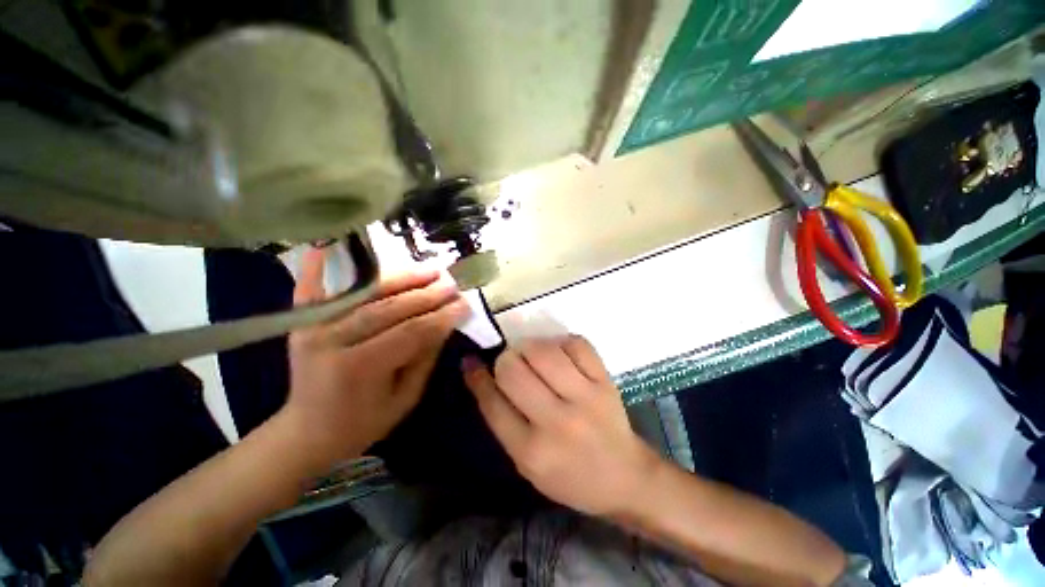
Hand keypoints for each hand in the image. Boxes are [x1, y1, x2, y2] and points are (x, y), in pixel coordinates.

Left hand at [281, 247, 470, 466]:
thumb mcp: (405, 399)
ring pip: (365, 293)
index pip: (411, 332)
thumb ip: (425, 358)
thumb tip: (445, 323)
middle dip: (427, 294)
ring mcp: (312, 326)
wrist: (306, 430)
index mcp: (359, 368)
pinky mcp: (302, 320)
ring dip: (401, 277)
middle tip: (452, 283)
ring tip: (430, 269)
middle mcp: (331, 340)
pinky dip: (328, 264)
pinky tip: (341, 244)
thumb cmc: (362, 423)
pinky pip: (316, 286)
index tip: (464, 304)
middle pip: (388, 308)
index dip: (441, 317)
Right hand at [463, 336, 660, 516]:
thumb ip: (503, 421)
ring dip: (529, 346)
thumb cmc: (570, 476)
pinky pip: (576, 343)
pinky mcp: (605, 381)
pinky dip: (560, 342)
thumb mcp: (527, 464)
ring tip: (531, 354)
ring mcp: (585, 398)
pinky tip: (558, 352)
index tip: (470, 361)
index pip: (492, 403)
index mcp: (532, 452)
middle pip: (514, 371)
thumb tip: (483, 375)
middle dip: (504, 360)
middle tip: (510, 362)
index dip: (477, 377)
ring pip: (543, 351)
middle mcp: (557, 422)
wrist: (625, 476)